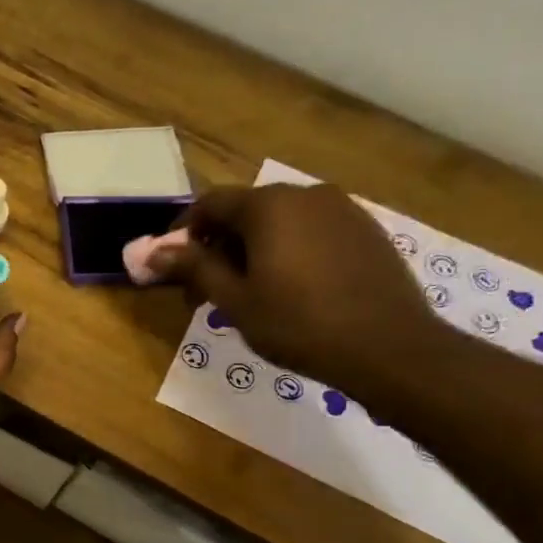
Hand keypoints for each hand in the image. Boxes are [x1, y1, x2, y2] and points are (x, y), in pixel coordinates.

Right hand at [152, 183, 441, 391]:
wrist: (389, 348)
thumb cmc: (298, 324)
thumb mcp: (235, 300)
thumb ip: (194, 268)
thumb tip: (153, 251)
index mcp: (268, 206)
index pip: (209, 204)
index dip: (182, 231)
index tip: (169, 265)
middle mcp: (305, 194)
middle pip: (245, 211)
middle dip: (218, 245)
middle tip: (205, 289)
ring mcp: (342, 210)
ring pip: (280, 221)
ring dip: (253, 249)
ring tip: (247, 293)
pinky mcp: (366, 230)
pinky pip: (311, 231)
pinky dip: (288, 251)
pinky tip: (290, 289)